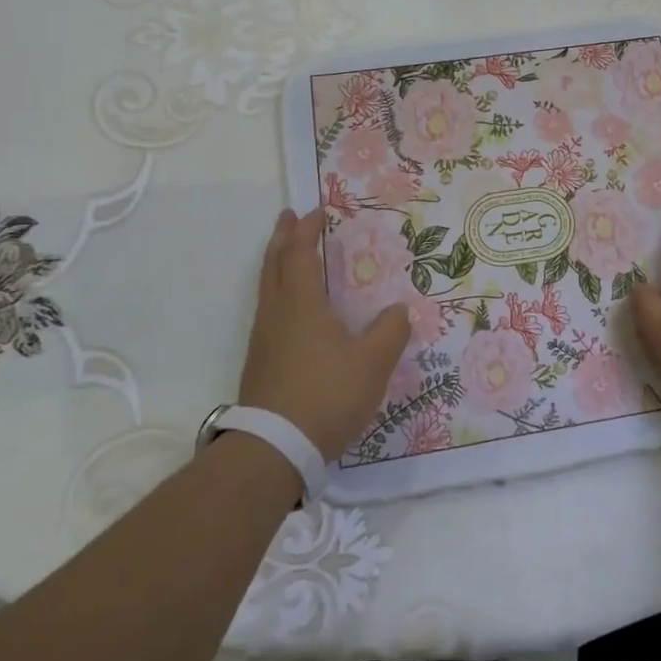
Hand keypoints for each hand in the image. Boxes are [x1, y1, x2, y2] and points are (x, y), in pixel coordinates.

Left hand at [238, 209, 410, 462]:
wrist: (274, 449)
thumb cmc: (326, 395)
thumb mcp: (372, 363)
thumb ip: (391, 332)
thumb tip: (400, 310)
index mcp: (301, 304)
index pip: (299, 254)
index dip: (306, 230)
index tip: (316, 211)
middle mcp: (276, 314)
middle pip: (273, 264)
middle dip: (281, 238)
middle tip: (288, 217)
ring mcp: (264, 339)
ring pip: (266, 288)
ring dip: (277, 263)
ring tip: (290, 256)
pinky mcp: (260, 363)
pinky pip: (268, 310)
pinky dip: (278, 291)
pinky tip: (294, 309)